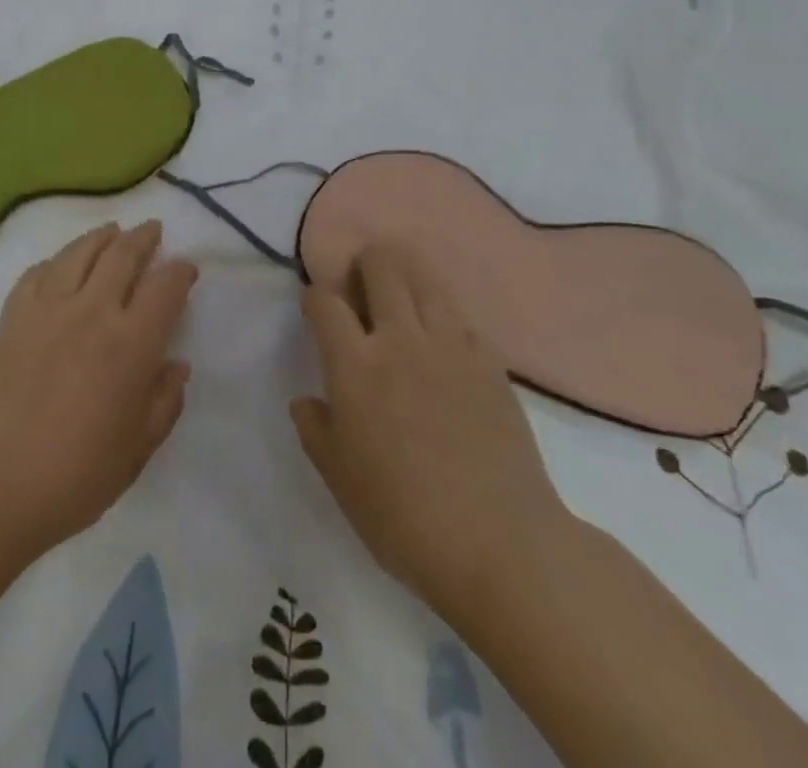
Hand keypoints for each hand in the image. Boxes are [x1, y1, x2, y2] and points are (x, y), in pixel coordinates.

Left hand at [0, 222, 196, 565]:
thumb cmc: (73, 477)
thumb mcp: (136, 450)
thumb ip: (164, 403)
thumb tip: (177, 365)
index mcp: (130, 344)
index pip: (165, 287)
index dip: (181, 272)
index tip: (186, 270)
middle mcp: (92, 311)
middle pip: (123, 254)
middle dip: (143, 238)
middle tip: (153, 230)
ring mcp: (47, 307)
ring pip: (80, 252)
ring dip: (102, 236)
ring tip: (112, 231)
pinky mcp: (12, 314)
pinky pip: (38, 271)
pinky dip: (56, 260)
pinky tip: (61, 264)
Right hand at [290, 245, 567, 617]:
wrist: (500, 545)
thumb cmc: (404, 517)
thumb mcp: (339, 480)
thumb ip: (315, 429)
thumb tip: (307, 399)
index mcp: (356, 366)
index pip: (325, 301)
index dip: (315, 297)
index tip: (316, 310)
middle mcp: (401, 340)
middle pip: (381, 266)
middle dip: (364, 263)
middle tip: (360, 287)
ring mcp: (451, 345)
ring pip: (425, 278)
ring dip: (406, 275)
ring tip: (401, 296)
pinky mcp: (490, 361)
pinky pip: (462, 318)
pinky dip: (445, 318)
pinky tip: (444, 343)